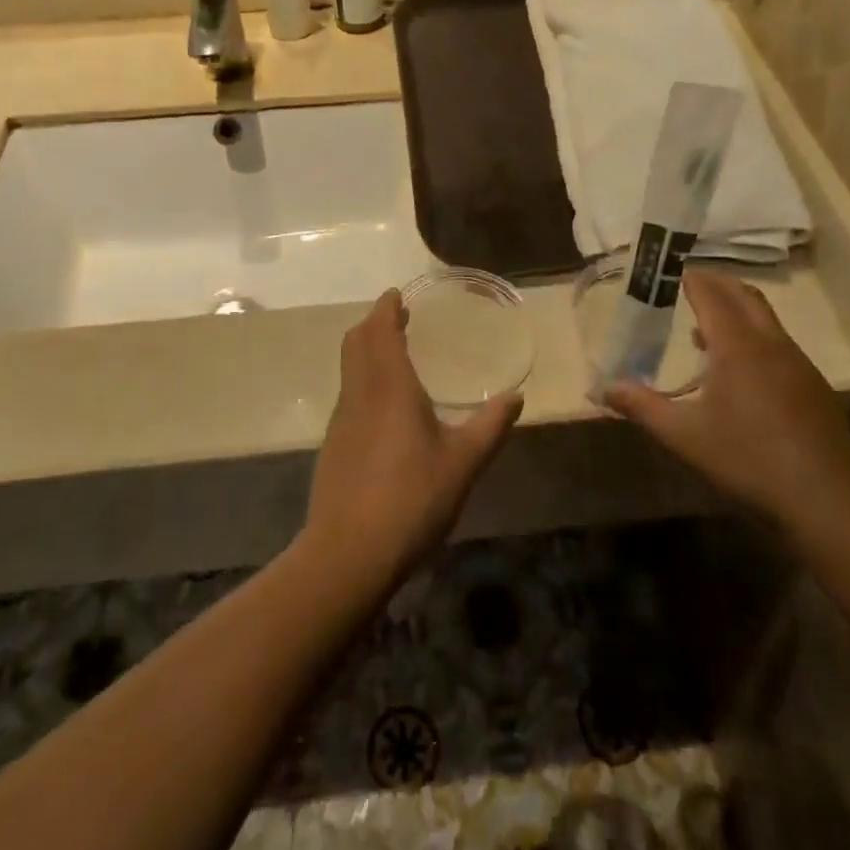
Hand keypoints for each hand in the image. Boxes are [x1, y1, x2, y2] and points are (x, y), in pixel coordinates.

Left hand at [302, 291, 521, 593]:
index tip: (397, 295)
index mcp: (390, 386)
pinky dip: (362, 378)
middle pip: (356, 341)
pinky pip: (347, 393)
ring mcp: (341, 419)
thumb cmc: (411, 499)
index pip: (380, 330)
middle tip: (398, 317)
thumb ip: (490, 427)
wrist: (348, 553)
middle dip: (374, 322)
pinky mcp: (333, 445)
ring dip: (366, 349)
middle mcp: (359, 393)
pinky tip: (383, 405)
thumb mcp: (462, 464)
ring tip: (393, 353)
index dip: (386, 308)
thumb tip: (516, 397)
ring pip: (348, 367)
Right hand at [604, 272, 849, 523]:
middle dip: (717, 283)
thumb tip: (604, 389)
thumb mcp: (684, 436)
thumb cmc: (749, 459)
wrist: (829, 499)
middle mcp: (770, 343)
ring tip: (707, 325)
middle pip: (744, 295)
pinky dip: (754, 335)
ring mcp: (797, 363)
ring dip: (737, 309)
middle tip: (690, 281)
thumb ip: (642, 407)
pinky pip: (778, 342)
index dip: (691, 278)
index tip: (672, 268)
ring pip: (766, 318)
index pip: (711, 295)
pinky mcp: (813, 386)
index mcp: (737, 345)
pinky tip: (741, 369)